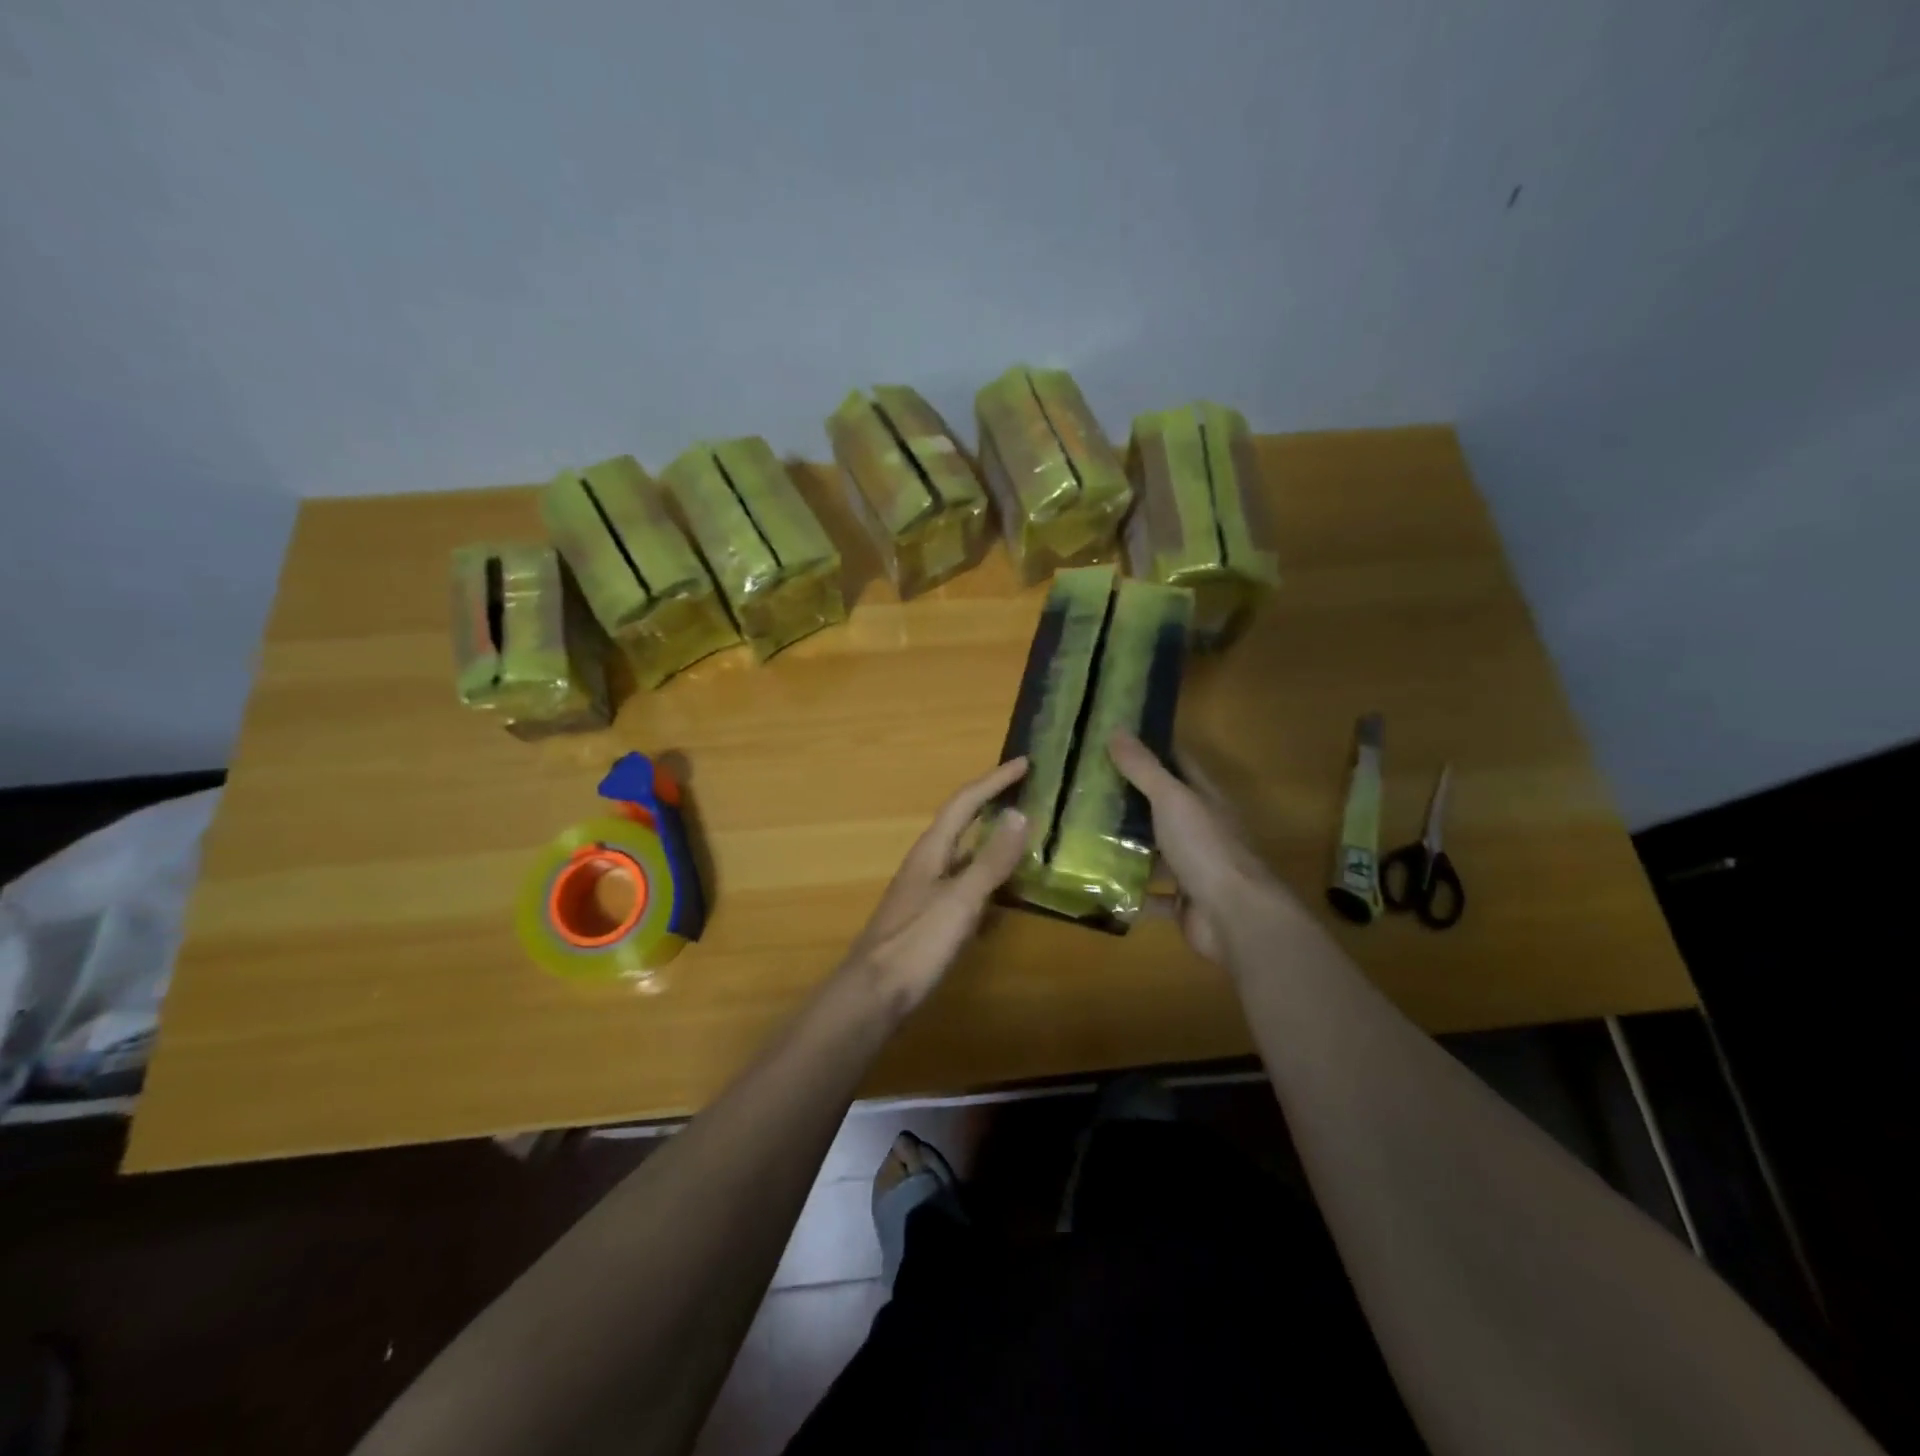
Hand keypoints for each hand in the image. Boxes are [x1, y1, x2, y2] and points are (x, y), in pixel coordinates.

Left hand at [844, 757, 1029, 1016]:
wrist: (873, 994)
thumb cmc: (916, 944)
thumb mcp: (960, 900)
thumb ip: (990, 860)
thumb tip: (1019, 814)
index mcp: (932, 851)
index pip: (965, 802)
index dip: (994, 780)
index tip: (1025, 763)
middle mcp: (926, 863)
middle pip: (961, 823)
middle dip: (991, 804)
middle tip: (1025, 794)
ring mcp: (925, 892)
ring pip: (963, 855)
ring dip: (991, 842)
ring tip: (1022, 839)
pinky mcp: (928, 918)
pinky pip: (964, 887)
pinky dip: (987, 881)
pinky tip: (1003, 898)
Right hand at [1108, 731, 1286, 964]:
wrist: (1236, 917)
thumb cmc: (1205, 848)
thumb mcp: (1171, 799)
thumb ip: (1144, 768)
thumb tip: (1117, 729)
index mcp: (1205, 800)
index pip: (1178, 765)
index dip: (1151, 751)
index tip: (1114, 742)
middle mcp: (1203, 831)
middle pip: (1164, 810)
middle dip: (1130, 801)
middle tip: (1086, 790)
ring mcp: (1196, 869)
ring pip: (1157, 853)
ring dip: (1128, 848)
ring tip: (1084, 836)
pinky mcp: (1185, 903)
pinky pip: (1152, 896)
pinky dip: (1130, 893)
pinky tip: (1100, 886)